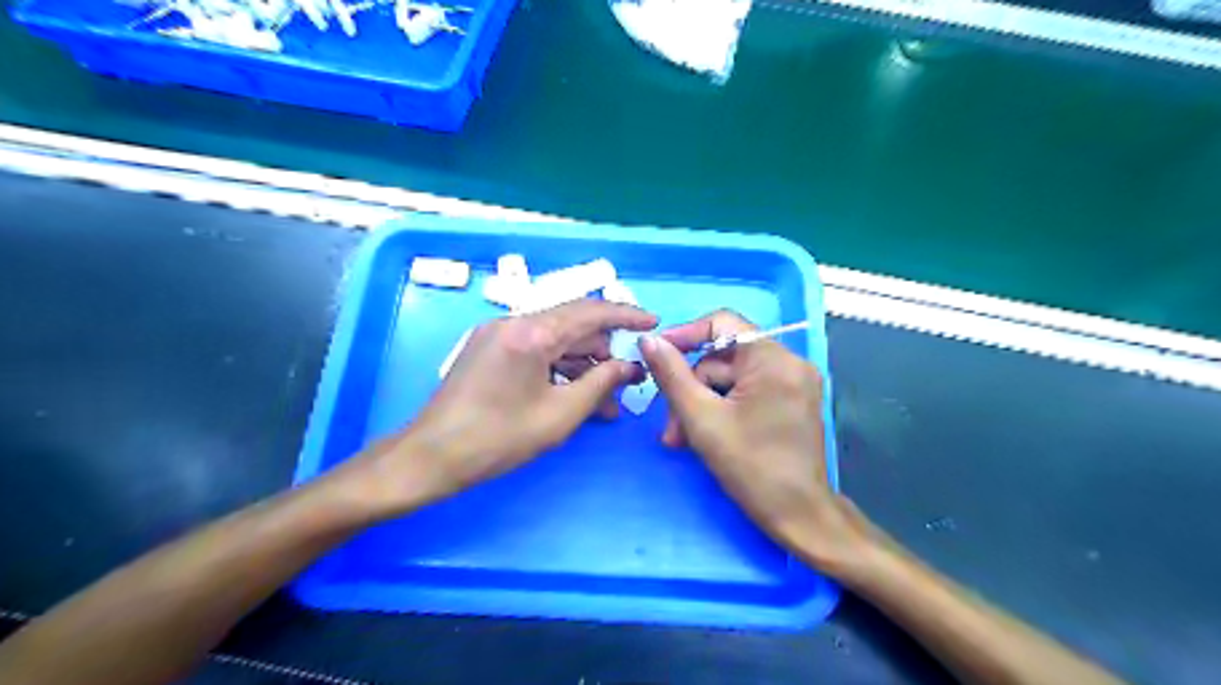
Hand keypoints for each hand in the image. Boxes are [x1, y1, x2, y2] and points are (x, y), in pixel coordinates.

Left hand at [353, 299, 659, 513]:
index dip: (626, 315)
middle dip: (604, 350)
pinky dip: (558, 367)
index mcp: (531, 332)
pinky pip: (535, 349)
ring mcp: (498, 333)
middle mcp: (513, 321)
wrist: (431, 456)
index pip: (590, 311)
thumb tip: (628, 367)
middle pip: (573, 324)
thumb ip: (601, 384)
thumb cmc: (498, 438)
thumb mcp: (560, 414)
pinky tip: (574, 394)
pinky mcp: (489, 348)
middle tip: (627, 380)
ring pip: (554, 339)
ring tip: (604, 400)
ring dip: (582, 364)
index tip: (653, 322)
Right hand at [641, 307, 877, 571]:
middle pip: (723, 358)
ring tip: (680, 439)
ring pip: (731, 379)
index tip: (656, 355)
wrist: (799, 517)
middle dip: (691, 388)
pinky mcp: (791, 401)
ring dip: (701, 405)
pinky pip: (746, 392)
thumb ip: (671, 375)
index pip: (722, 322)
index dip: (684, 335)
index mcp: (773, 359)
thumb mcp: (701, 419)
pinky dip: (721, 409)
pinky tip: (701, 436)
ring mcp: (793, 383)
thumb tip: (648, 340)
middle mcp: (789, 362)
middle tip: (669, 425)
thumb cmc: (751, 468)